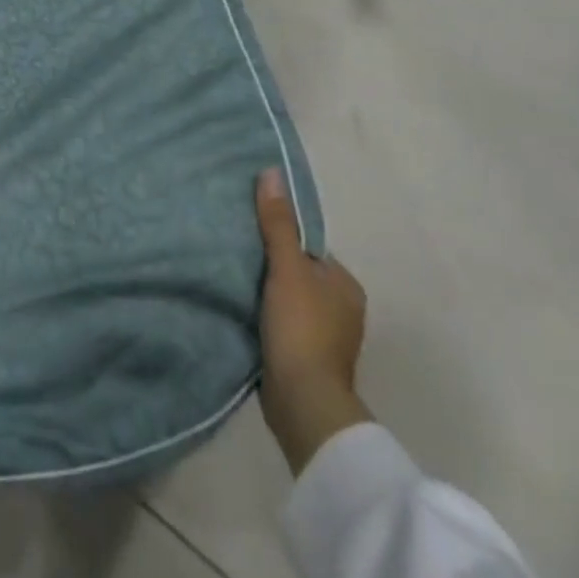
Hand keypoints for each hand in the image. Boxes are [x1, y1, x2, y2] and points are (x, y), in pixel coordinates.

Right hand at [255, 167, 372, 474]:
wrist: (304, 405)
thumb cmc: (302, 329)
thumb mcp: (287, 268)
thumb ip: (278, 223)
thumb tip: (272, 172)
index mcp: (345, 285)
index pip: (308, 248)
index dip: (280, 239)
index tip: (249, 233)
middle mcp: (342, 310)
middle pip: (298, 274)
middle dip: (271, 267)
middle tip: (235, 254)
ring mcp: (325, 339)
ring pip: (289, 301)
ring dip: (266, 294)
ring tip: (233, 280)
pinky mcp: (306, 361)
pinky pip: (282, 326)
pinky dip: (265, 319)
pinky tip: (242, 313)